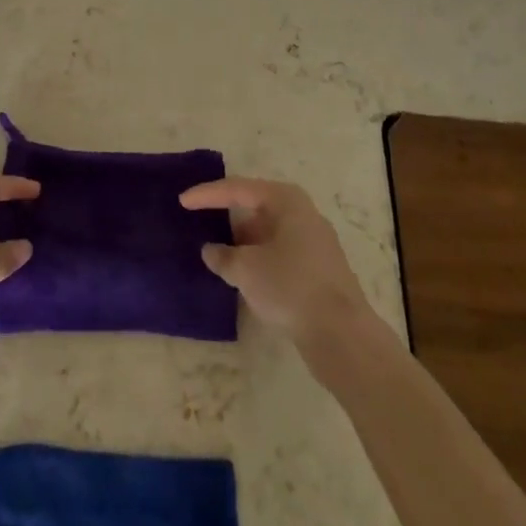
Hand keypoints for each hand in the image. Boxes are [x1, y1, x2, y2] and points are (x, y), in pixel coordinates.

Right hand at [181, 177, 370, 344]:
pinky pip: (278, 253)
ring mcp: (313, 241)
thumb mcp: (246, 270)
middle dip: (226, 217)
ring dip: (242, 243)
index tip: (182, 201)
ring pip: (267, 233)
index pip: (237, 189)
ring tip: (217, 254)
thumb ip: (222, 256)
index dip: (207, 194)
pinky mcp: (318, 270)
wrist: (343, 336)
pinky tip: (243, 276)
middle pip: (254, 207)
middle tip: (199, 223)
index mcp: (285, 200)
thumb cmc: (290, 287)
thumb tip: (211, 251)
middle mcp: (301, 213)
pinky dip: (258, 259)